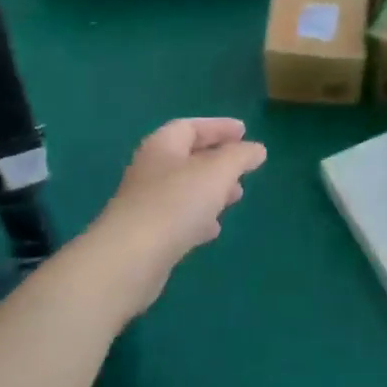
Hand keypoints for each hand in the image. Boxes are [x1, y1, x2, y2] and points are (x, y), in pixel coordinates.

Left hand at [87, 118, 266, 316]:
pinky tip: (213, 229)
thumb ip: (240, 156)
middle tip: (243, 168)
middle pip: (188, 157)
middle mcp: (151, 170)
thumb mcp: (217, 172)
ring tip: (236, 197)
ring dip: (211, 190)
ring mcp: (147, 203)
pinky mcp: (148, 234)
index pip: (191, 126)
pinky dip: (199, 217)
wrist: (130, 260)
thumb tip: (256, 149)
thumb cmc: (175, 203)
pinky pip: (178, 217)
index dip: (218, 127)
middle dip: (218, 160)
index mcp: (163, 146)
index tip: (244, 132)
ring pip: (185, 189)